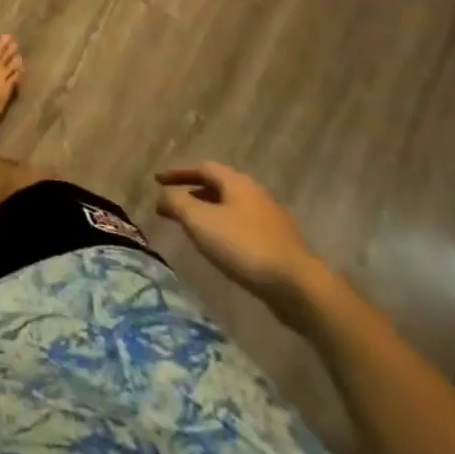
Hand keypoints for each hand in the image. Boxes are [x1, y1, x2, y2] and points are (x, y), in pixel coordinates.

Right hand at [156, 162, 328, 326]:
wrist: (297, 285)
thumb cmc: (243, 246)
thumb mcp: (200, 221)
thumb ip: (177, 204)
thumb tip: (162, 195)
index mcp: (237, 182)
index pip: (202, 167)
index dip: (178, 173)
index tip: (157, 180)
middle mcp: (254, 193)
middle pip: (218, 186)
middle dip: (192, 192)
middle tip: (172, 203)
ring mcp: (269, 218)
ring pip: (230, 207)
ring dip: (207, 211)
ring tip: (190, 226)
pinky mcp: (277, 242)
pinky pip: (241, 225)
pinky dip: (223, 227)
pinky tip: (218, 246)